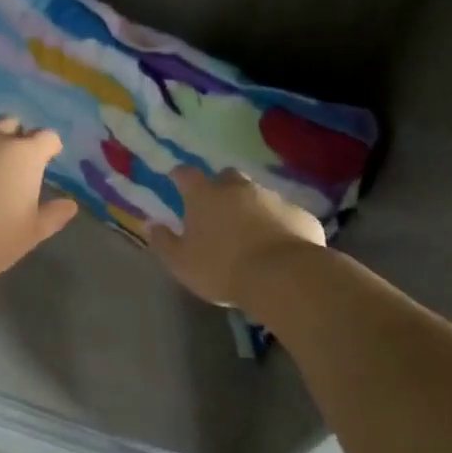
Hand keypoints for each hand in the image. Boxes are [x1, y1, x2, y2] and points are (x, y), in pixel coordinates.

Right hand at [148, 167, 324, 306]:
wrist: (283, 278)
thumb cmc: (222, 268)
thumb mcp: (181, 263)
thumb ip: (164, 242)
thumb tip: (151, 224)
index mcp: (205, 197)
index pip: (186, 174)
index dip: (180, 175)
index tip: (176, 179)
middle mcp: (239, 189)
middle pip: (227, 177)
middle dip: (221, 187)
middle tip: (217, 208)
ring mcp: (273, 199)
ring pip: (258, 195)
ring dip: (252, 207)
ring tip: (250, 232)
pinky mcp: (301, 215)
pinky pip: (285, 215)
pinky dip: (279, 225)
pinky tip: (278, 246)